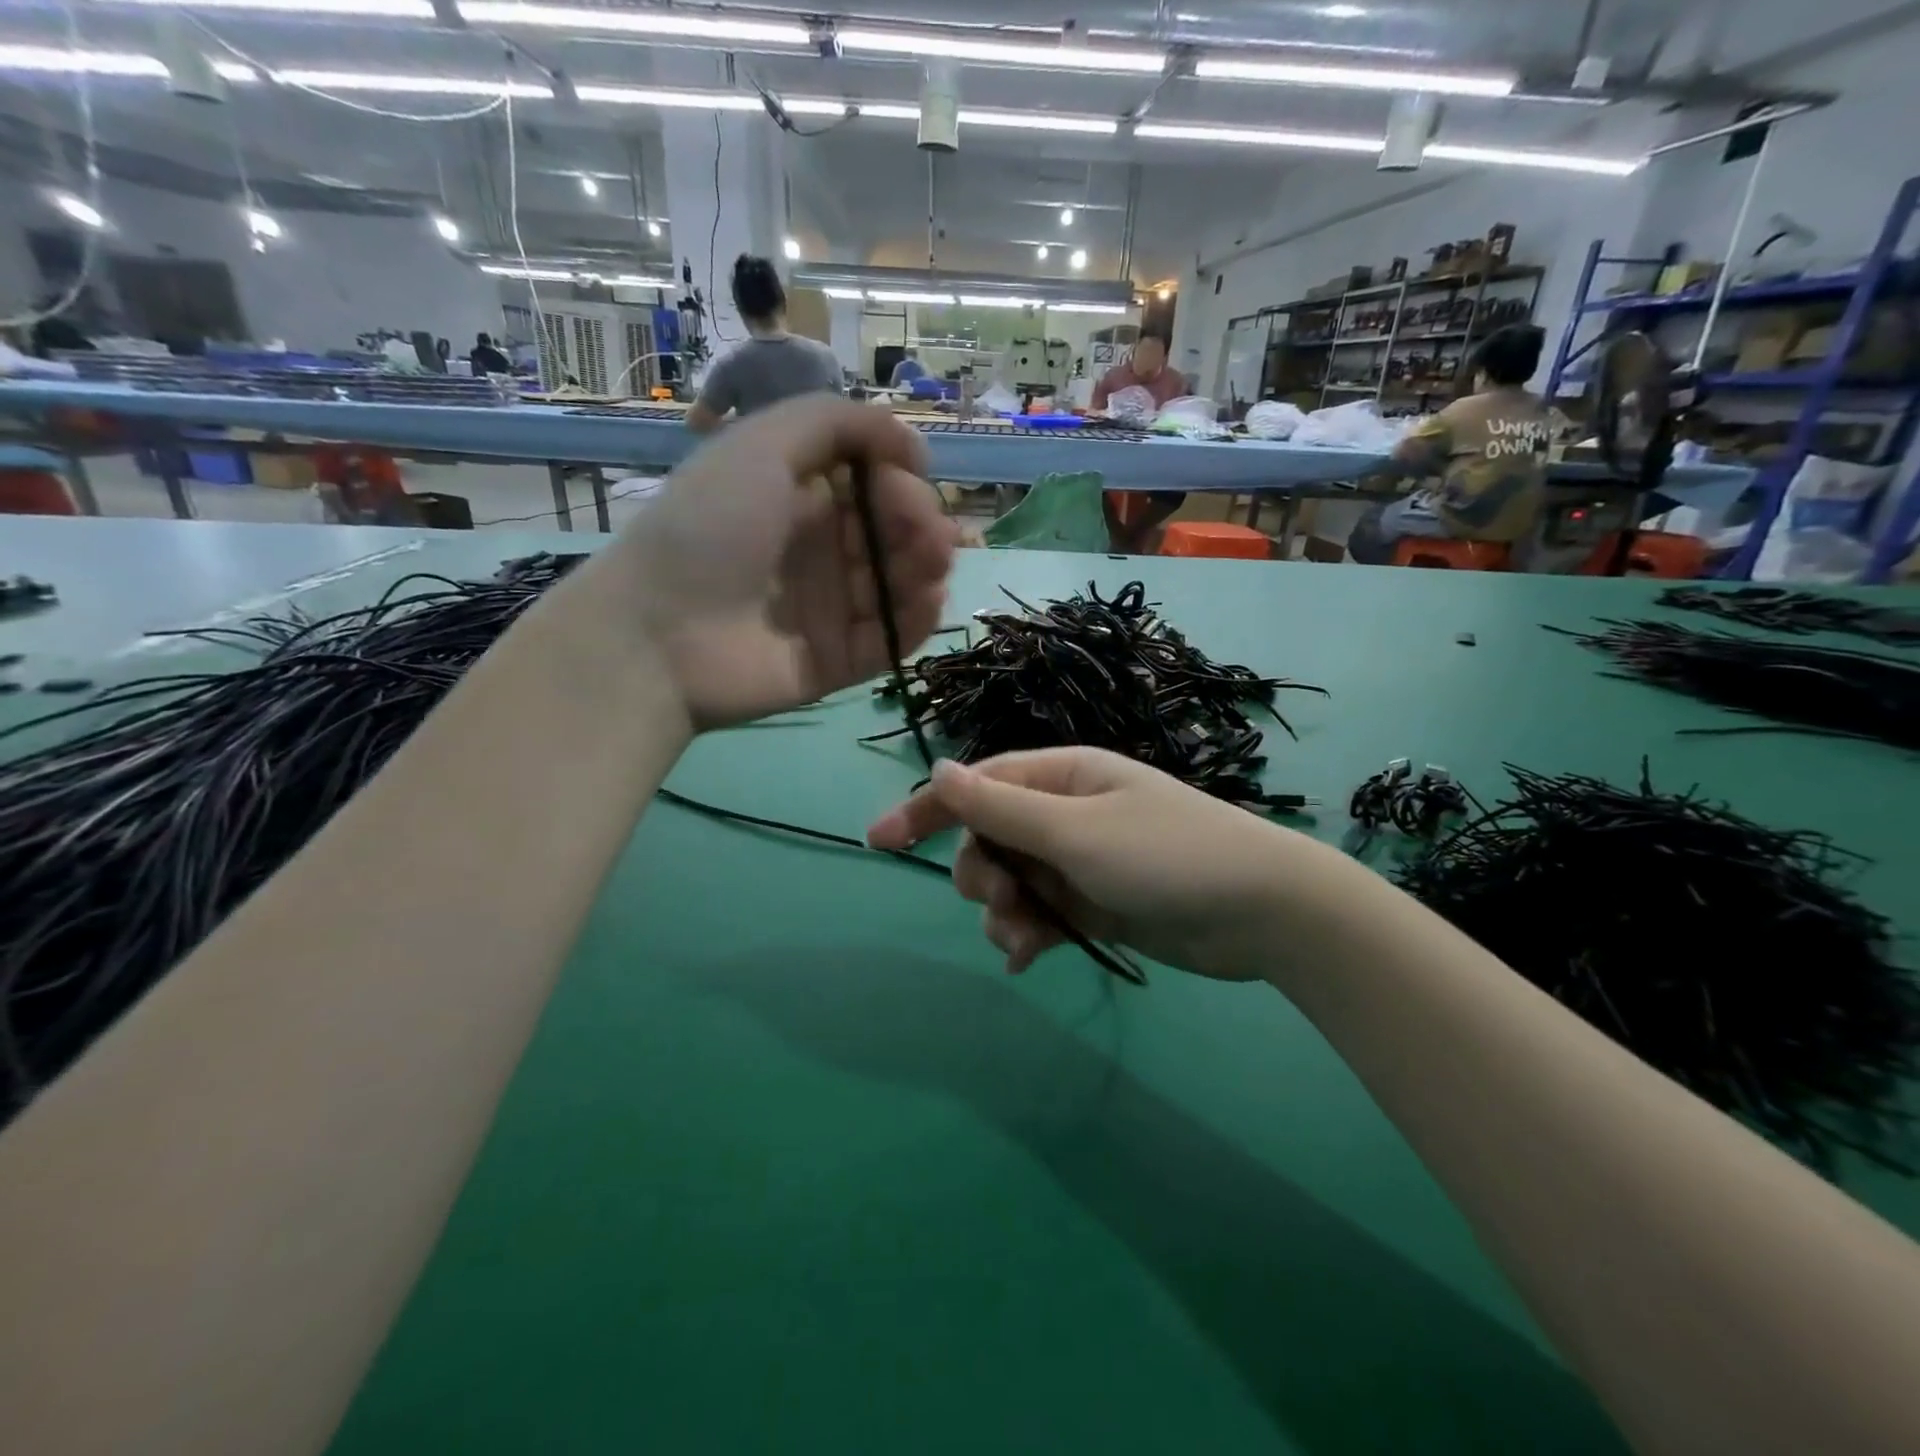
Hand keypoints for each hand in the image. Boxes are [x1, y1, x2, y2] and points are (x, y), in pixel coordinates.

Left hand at [595, 397, 957, 728]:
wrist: (659, 633)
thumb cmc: (709, 528)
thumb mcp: (762, 445)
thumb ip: (838, 423)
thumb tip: (911, 444)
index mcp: (800, 499)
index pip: (873, 485)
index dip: (900, 480)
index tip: (906, 478)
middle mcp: (820, 551)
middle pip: (893, 534)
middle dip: (922, 524)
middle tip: (929, 532)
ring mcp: (831, 609)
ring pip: (901, 584)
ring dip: (929, 567)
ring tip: (933, 563)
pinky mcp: (839, 660)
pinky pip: (892, 638)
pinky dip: (919, 618)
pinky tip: (929, 598)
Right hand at [866, 749, 1363, 980]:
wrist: (1262, 913)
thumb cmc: (1167, 856)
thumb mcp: (1076, 830)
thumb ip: (1002, 807)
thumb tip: (941, 769)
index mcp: (1061, 777)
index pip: (977, 785)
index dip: (927, 809)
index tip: (878, 841)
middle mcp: (1065, 813)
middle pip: (988, 838)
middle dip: (981, 872)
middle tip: (1000, 898)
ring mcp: (1078, 861)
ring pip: (1010, 882)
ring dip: (1003, 912)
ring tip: (1024, 940)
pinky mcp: (1092, 905)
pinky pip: (1039, 915)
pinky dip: (1027, 935)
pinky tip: (1027, 959)